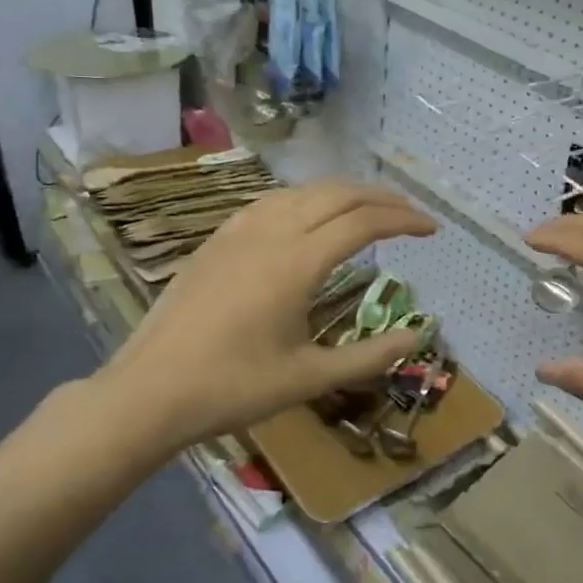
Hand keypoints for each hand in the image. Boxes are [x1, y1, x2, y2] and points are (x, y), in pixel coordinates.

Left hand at [97, 181, 436, 453]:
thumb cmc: (233, 388)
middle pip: (336, 194)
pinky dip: (306, 198)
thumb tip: (418, 337)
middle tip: (411, 213)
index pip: (364, 222)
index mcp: (297, 262)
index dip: (404, 219)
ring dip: (343, 192)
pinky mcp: (216, 239)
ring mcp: (238, 231)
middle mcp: (270, 232)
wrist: (149, 391)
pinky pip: (271, 201)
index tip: (432, 228)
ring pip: (302, 191)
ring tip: (368, 208)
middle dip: (381, 197)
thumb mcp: (309, 378)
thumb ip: (369, 356)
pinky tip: (308, 216)